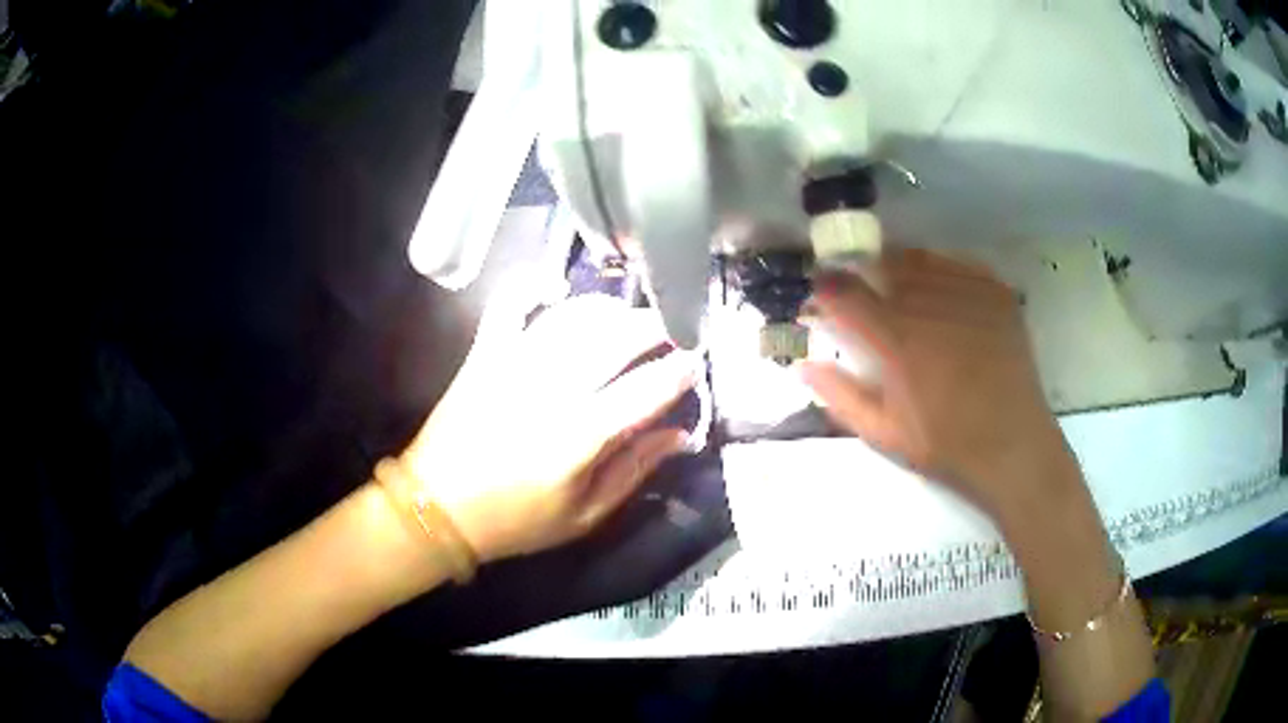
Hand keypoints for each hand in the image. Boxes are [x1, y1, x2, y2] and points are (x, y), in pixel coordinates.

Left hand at [398, 293, 696, 563]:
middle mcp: (551, 389)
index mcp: (580, 436)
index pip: (646, 389)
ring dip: (609, 308)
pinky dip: (532, 288)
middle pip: (617, 338)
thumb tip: (680, 434)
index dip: (680, 370)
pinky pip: (509, 305)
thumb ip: (635, 470)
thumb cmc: (515, 521)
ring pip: (574, 315)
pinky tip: (554, 288)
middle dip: (655, 326)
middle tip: (672, 328)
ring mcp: (514, 364)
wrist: (438, 507)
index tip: (697, 360)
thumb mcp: (585, 515)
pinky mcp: (485, 354)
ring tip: (627, 315)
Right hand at [800, 249, 1081, 524]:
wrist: (1013, 445)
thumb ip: (841, 397)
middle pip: (883, 266)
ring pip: (920, 260)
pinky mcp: (996, 293)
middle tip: (864, 293)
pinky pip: (957, 264)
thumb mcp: (884, 433)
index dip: (828, 288)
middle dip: (864, 274)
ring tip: (899, 289)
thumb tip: (804, 367)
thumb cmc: (946, 445)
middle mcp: (930, 305)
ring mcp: (968, 294)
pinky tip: (938, 292)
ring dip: (900, 268)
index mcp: (897, 341)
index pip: (847, 293)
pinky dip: (939, 270)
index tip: (824, 294)